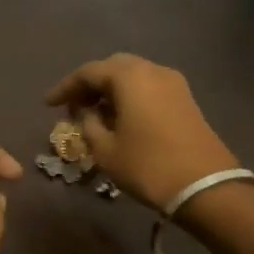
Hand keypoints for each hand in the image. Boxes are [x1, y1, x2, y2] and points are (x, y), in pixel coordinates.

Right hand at [46, 54, 238, 211]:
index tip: (48, 105)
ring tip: (94, 114)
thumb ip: (88, 125)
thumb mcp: (105, 150)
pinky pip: (149, 88)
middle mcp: (152, 70)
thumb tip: (87, 114)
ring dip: (111, 90)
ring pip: (133, 76)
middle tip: (73, 106)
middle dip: (90, 84)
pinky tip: (120, 118)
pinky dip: (130, 97)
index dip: (65, 88)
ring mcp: (173, 83)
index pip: (88, 72)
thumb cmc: (147, 166)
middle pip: (113, 68)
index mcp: (129, 77)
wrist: (205, 186)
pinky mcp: (185, 99)